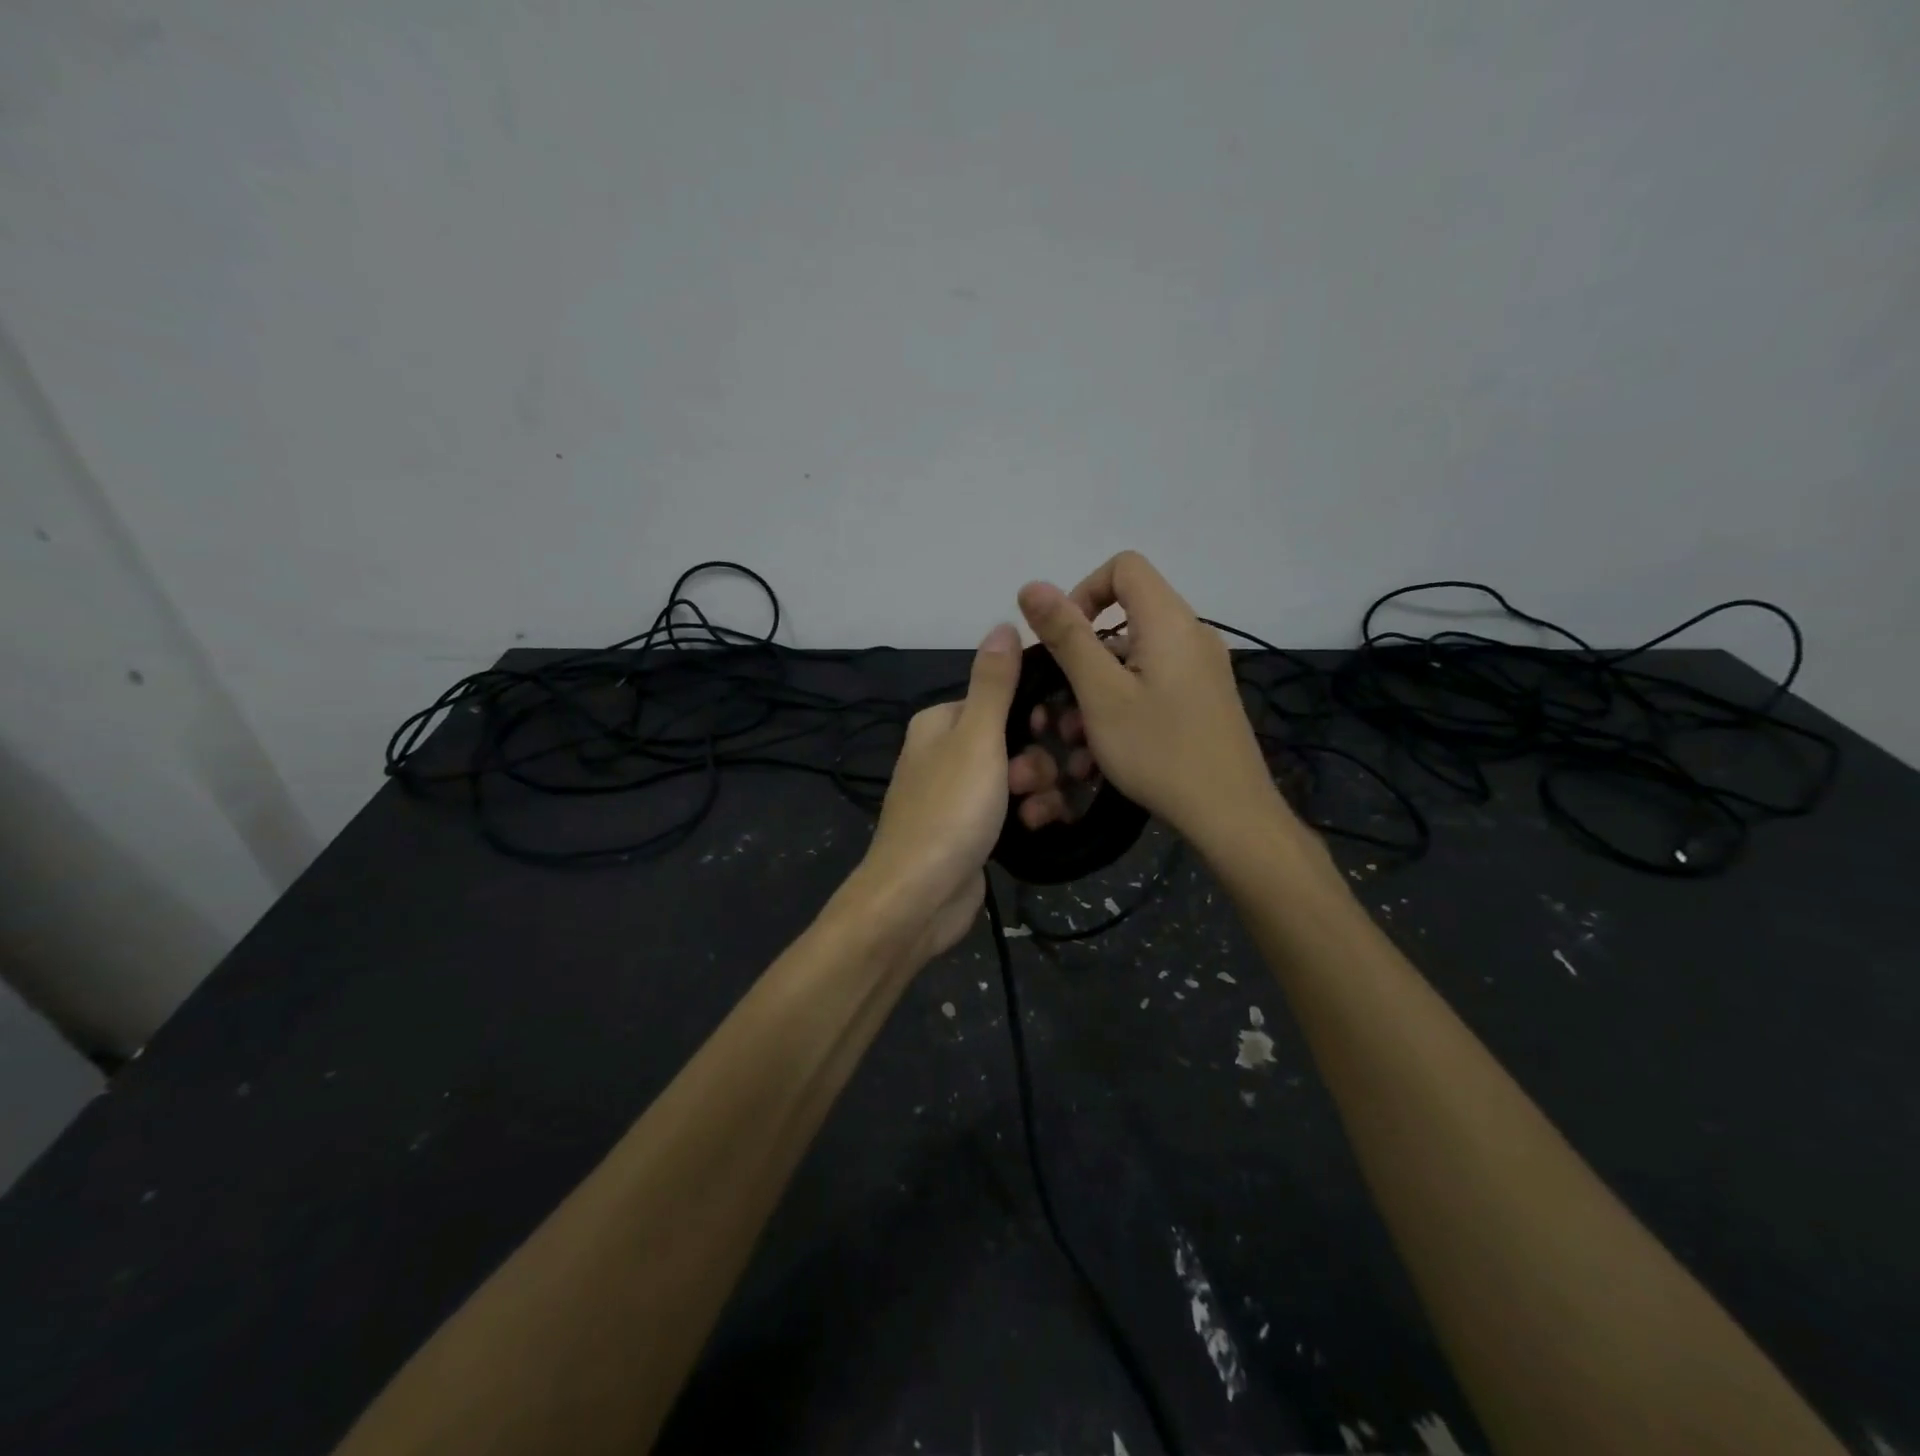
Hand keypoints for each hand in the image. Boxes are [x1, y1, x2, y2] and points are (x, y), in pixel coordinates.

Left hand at [853, 623, 1021, 960]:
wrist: (918, 898)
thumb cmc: (949, 811)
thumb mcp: (976, 738)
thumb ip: (994, 683)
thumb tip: (1004, 622)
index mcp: (941, 722)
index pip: (1002, 698)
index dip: (1036, 714)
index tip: (1062, 732)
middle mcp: (947, 752)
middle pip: (1015, 739)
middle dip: (1036, 761)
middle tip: (1031, 782)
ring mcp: (959, 794)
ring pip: (1019, 777)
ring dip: (1038, 791)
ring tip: (1033, 813)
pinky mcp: (973, 830)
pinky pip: (1013, 809)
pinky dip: (1029, 816)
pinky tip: (1036, 828)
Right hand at [1013, 551, 1283, 845]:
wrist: (1230, 814)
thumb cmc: (1159, 750)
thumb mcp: (1100, 694)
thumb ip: (1067, 636)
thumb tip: (1032, 585)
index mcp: (1170, 622)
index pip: (1124, 567)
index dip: (1084, 591)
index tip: (1063, 639)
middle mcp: (1192, 635)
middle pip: (1127, 615)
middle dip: (1084, 652)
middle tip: (1062, 700)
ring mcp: (1202, 669)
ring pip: (1136, 657)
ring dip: (1098, 687)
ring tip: (1076, 740)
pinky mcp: (1204, 698)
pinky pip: (1154, 682)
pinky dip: (1123, 701)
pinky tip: (1106, 747)